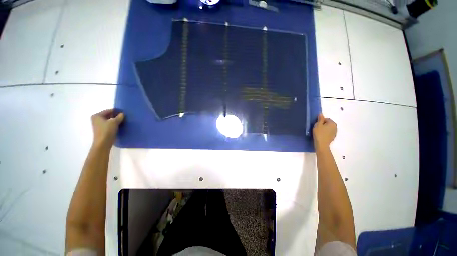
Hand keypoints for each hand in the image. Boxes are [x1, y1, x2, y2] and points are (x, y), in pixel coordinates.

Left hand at [91, 109, 124, 147]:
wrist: (103, 143)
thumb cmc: (107, 130)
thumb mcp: (114, 122)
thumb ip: (119, 117)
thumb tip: (122, 114)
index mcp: (97, 115)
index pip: (109, 110)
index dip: (117, 111)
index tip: (124, 112)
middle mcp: (96, 119)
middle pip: (109, 115)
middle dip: (116, 116)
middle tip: (124, 117)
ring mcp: (99, 125)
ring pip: (109, 120)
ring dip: (116, 121)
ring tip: (123, 121)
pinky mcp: (102, 130)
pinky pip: (109, 125)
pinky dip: (114, 125)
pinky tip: (120, 126)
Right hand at [312, 113, 336, 149]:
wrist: (322, 144)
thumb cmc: (319, 133)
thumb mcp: (317, 125)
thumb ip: (320, 119)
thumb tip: (321, 114)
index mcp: (332, 123)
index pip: (326, 119)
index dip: (320, 121)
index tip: (316, 124)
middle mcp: (335, 127)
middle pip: (328, 123)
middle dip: (323, 124)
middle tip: (316, 128)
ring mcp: (335, 132)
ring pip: (328, 128)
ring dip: (324, 129)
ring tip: (318, 132)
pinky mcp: (333, 137)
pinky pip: (328, 132)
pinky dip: (325, 133)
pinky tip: (321, 135)